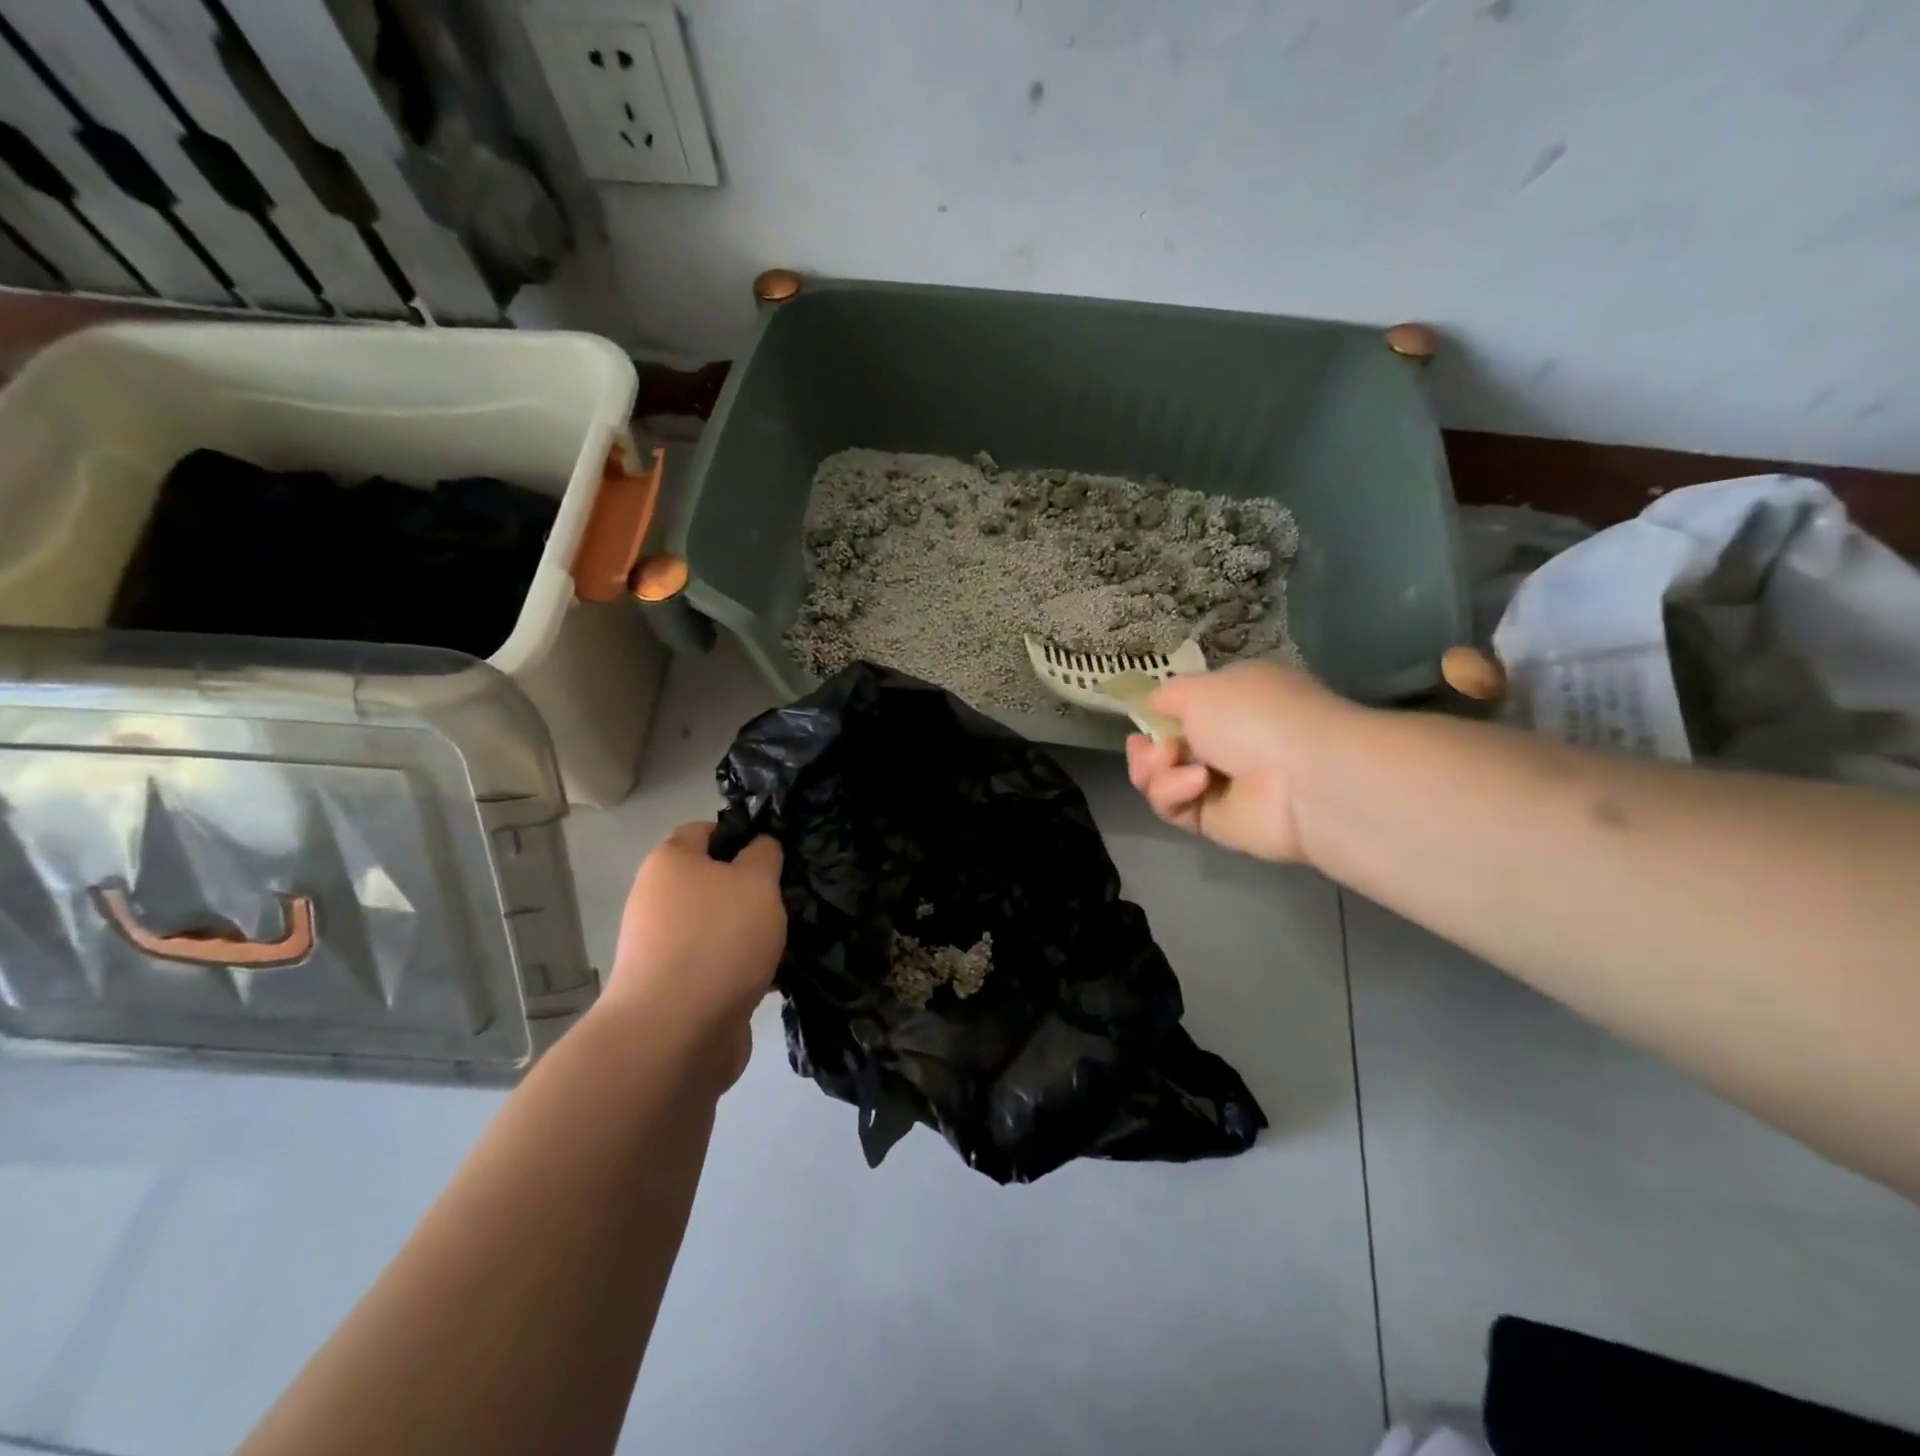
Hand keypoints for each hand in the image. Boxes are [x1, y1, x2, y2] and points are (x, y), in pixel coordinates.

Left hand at [600, 822, 785, 1090]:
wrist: (675, 1035)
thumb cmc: (717, 939)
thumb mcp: (755, 881)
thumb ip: (764, 854)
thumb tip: (760, 846)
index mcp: (670, 863)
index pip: (705, 830)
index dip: (742, 833)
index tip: (779, 849)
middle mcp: (660, 900)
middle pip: (715, 881)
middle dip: (756, 888)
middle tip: (794, 894)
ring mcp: (667, 948)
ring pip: (722, 925)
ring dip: (756, 930)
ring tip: (797, 934)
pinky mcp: (680, 989)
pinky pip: (722, 964)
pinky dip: (748, 966)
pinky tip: (781, 973)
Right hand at [1125, 661, 1358, 862]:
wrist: (1300, 777)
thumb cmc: (1253, 716)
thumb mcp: (1200, 688)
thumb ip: (1167, 696)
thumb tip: (1153, 707)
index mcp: (1234, 702)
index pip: (1185, 711)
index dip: (1158, 717)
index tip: (1143, 720)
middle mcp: (1229, 742)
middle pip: (1165, 749)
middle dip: (1148, 748)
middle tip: (1148, 748)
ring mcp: (1222, 785)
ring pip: (1161, 781)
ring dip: (1154, 770)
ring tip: (1167, 763)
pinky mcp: (1215, 822)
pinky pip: (1173, 808)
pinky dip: (1173, 793)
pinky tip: (1196, 782)